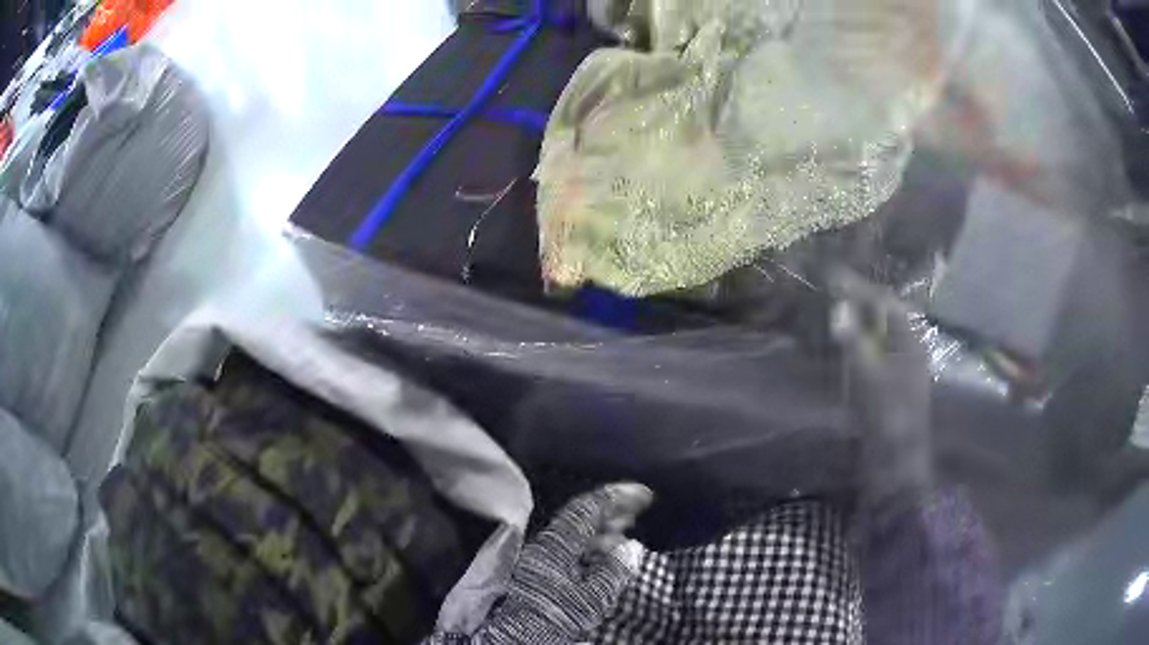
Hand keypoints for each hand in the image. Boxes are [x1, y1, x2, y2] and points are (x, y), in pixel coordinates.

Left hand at [428, 483, 652, 643]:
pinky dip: (594, 547)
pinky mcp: (542, 573)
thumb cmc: (551, 617)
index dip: (615, 498)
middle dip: (611, 512)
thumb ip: (611, 574)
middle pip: (581, 520)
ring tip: (627, 530)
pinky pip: (573, 550)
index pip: (586, 510)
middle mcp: (546, 547)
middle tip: (639, 508)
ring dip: (604, 530)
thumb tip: (632, 547)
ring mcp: (543, 559)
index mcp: (555, 547)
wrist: (515, 637)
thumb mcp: (587, 600)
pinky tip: (606, 555)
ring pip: (577, 535)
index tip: (642, 493)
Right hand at [831, 270, 932, 509]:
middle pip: (884, 314)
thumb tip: (840, 309)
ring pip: (880, 333)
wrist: (897, 462)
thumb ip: (854, 341)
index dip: (858, 288)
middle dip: (859, 301)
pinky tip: (844, 346)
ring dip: (858, 321)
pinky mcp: (892, 384)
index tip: (832, 277)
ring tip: (834, 312)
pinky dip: (859, 343)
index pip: (884, 302)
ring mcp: (902, 367)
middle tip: (830, 291)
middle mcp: (909, 347)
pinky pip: (876, 353)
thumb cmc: (886, 417)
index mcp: (909, 340)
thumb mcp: (868, 377)